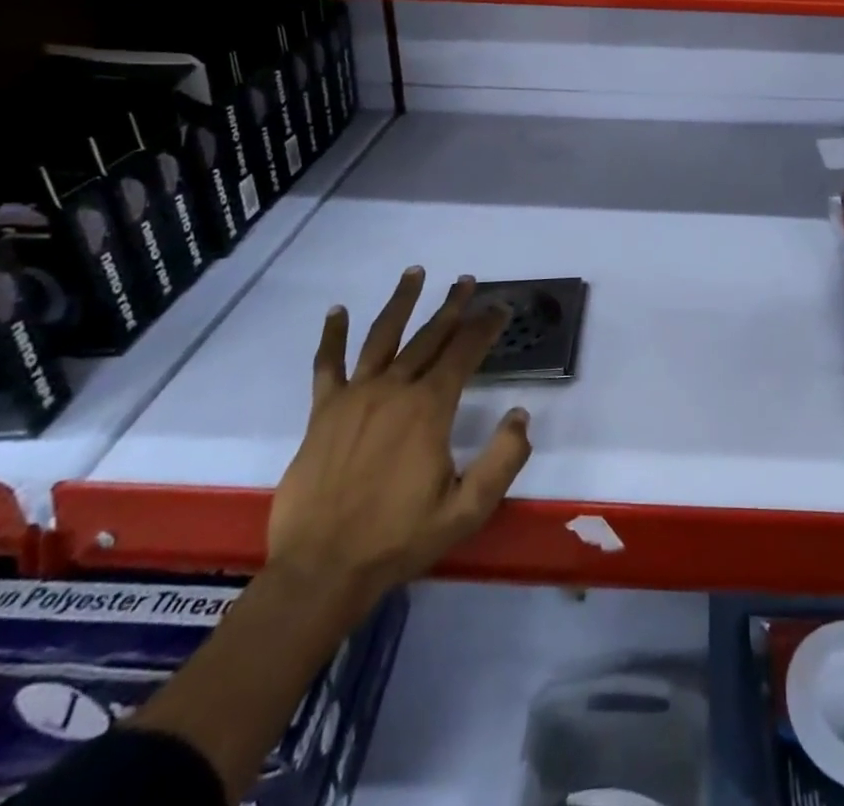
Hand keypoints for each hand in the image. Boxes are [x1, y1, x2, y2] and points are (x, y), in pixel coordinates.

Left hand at [266, 269, 530, 624]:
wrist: (322, 570)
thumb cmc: (399, 538)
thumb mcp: (467, 509)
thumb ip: (503, 460)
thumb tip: (521, 414)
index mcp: (430, 408)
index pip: (465, 352)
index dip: (486, 327)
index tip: (501, 308)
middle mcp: (394, 389)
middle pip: (429, 336)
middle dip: (453, 306)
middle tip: (467, 281)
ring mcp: (355, 397)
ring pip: (383, 337)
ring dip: (402, 302)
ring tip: (415, 273)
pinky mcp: (323, 413)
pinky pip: (328, 365)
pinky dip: (332, 336)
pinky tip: (337, 312)